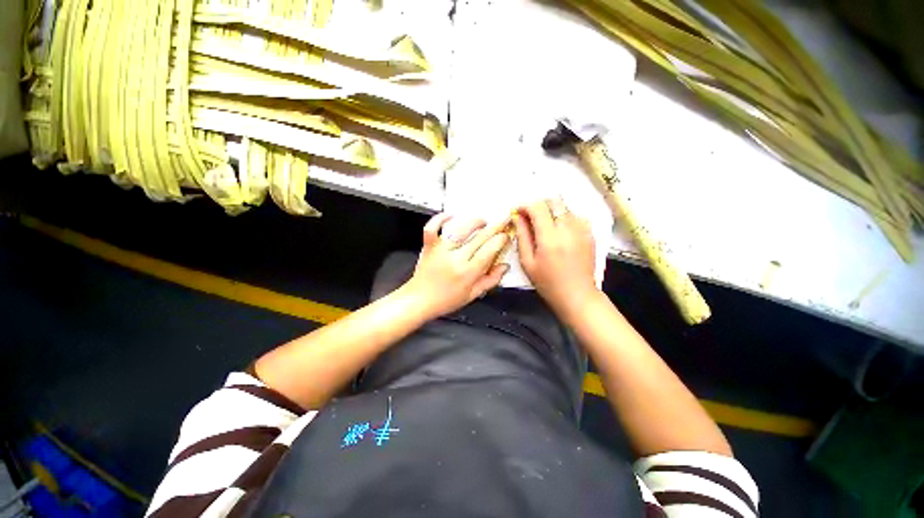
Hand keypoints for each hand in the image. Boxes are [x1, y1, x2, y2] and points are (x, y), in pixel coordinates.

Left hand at [404, 213, 510, 318]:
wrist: (419, 300)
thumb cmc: (445, 300)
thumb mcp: (472, 295)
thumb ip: (491, 280)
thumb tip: (504, 266)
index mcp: (467, 272)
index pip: (490, 249)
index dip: (501, 240)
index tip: (506, 235)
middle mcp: (455, 258)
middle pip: (479, 237)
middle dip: (495, 227)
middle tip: (502, 222)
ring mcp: (441, 250)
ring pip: (461, 229)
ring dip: (475, 222)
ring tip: (483, 221)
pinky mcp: (429, 246)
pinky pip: (433, 227)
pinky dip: (440, 219)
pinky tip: (451, 216)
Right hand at [514, 199, 597, 316]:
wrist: (577, 295)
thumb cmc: (547, 282)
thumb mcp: (527, 262)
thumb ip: (522, 236)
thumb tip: (517, 217)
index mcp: (550, 239)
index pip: (538, 207)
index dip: (526, 206)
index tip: (518, 212)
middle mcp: (568, 229)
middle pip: (554, 201)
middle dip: (539, 205)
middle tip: (531, 218)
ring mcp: (582, 230)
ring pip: (565, 207)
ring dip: (552, 211)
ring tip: (545, 227)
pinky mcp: (590, 233)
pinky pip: (575, 216)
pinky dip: (564, 218)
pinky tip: (559, 232)